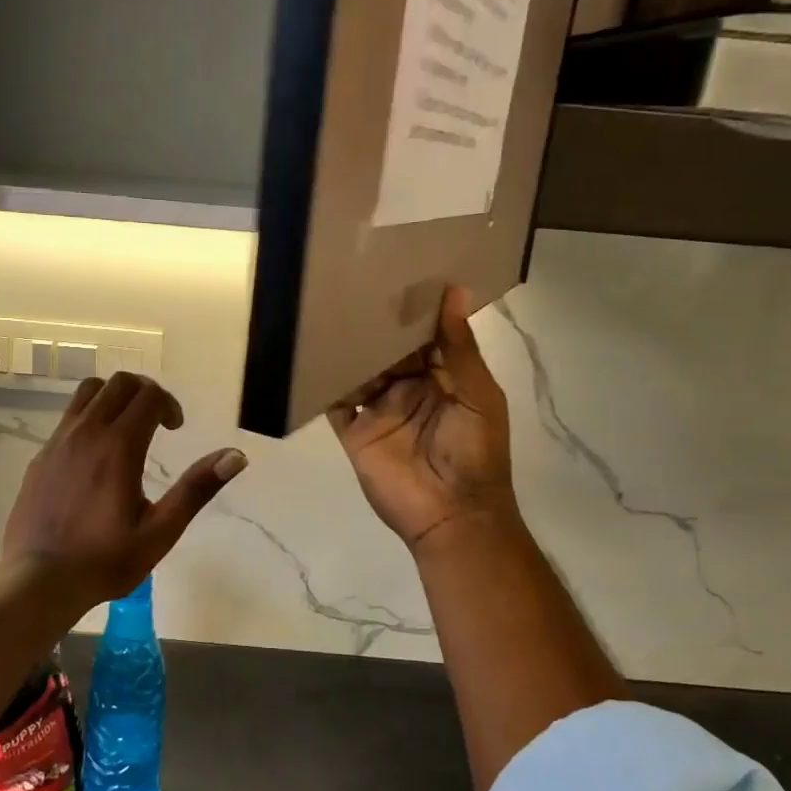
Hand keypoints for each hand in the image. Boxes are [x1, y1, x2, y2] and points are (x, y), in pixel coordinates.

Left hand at [3, 372, 246, 604]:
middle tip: (157, 423)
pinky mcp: (41, 456)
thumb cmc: (106, 559)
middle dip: (145, 393)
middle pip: (119, 383)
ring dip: (114, 398)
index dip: (169, 405)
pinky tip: (95, 456)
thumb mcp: (161, 530)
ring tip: (126, 429)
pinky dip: (90, 417)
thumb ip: (197, 488)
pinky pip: (69, 417)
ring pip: (89, 392)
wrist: (38, 581)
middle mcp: (86, 432)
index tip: (176, 429)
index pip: (149, 395)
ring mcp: (58, 441)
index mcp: (119, 446)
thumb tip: (236, 456)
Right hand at [328, 286, 519, 553]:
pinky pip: (336, 403)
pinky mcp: (355, 433)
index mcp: (443, 379)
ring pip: (360, 372)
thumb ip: (460, 349)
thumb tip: (455, 291)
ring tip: (329, 313)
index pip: (424, 338)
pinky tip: (312, 356)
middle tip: (352, 286)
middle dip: (375, 327)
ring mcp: (380, 411)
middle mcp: (409, 390)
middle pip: (388, 352)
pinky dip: (325, 383)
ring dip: (349, 350)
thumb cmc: (475, 453)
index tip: (395, 275)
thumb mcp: (478, 396)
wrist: (452, 516)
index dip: (412, 312)